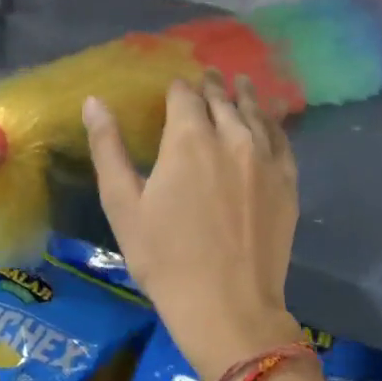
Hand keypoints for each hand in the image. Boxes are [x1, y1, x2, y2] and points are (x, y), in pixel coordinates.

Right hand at [85, 74, 302, 379]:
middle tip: (208, 75)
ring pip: (255, 113)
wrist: (227, 305)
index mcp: (188, 139)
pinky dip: (273, 122)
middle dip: (211, 86)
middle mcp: (232, 137)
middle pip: (221, 100)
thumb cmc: (165, 258)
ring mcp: (266, 159)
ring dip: (244, 96)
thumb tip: (93, 102)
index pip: (184, 96)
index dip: (177, 88)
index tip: (174, 87)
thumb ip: (108, 148)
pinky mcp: (288, 182)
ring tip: (240, 82)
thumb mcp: (123, 205)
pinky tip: (270, 117)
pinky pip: (282, 139)